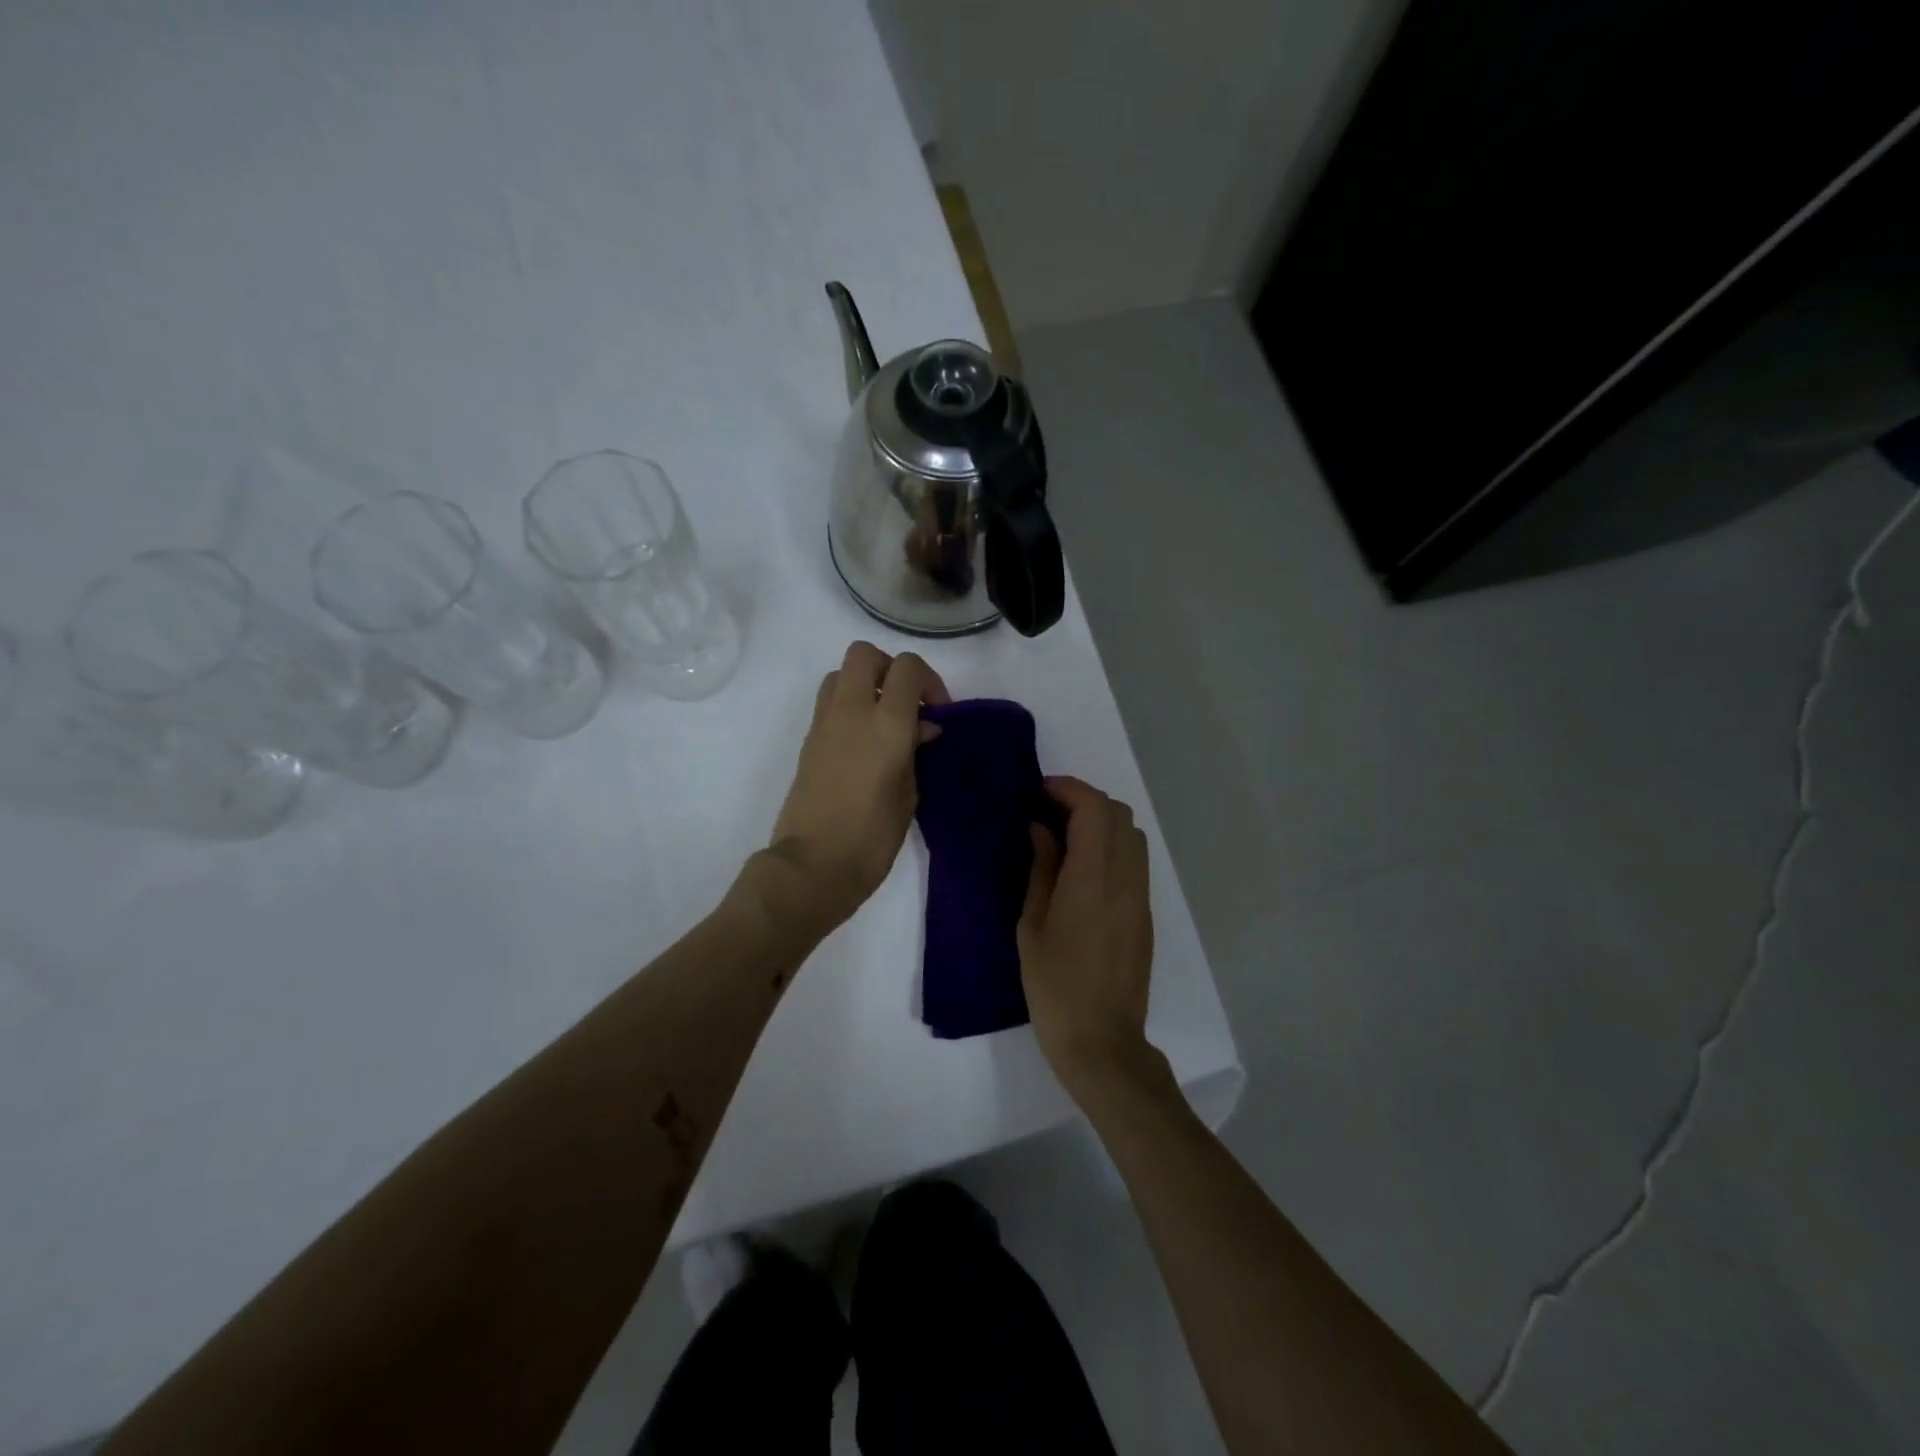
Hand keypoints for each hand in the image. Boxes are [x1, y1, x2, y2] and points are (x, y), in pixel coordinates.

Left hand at [761, 641, 949, 937]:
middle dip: (890, 668)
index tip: (936, 712)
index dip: (928, 681)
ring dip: (866, 684)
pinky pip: (830, 702)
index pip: (907, 668)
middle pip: (865, 654)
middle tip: (907, 703)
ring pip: (841, 673)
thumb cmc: (872, 837)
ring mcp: (824, 723)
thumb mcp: (908, 794)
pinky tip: (865, 741)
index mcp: (886, 723)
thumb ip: (915, 751)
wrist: (813, 865)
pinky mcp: (808, 740)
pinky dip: (850, 706)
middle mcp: (851, 711)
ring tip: (885, 721)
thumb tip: (921, 729)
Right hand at [1018, 776, 1159, 1099]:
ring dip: (1100, 822)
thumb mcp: (1032, 924)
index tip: (1038, 791)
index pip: (1094, 809)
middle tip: (1047, 812)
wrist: (1101, 1040)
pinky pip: (1134, 860)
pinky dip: (1111, 845)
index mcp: (1093, 879)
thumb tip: (1040, 828)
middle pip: (1118, 814)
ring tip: (1064, 836)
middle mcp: (1125, 878)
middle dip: (1083, 801)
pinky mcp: (1144, 913)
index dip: (1068, 789)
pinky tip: (1082, 866)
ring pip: (1131, 834)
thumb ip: (1041, 868)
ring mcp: (1140, 895)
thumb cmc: (1054, 985)